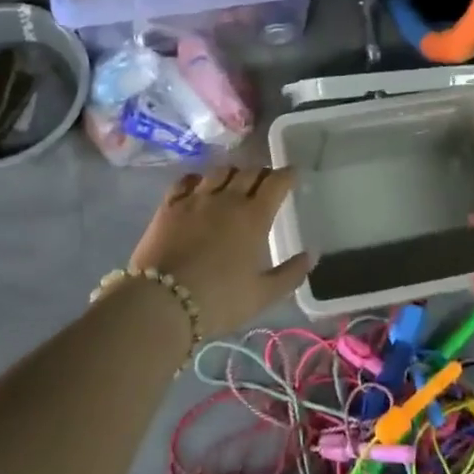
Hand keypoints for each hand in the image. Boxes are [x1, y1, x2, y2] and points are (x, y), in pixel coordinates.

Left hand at [126, 167, 310, 336]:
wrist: (162, 302)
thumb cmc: (219, 300)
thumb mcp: (263, 295)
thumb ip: (290, 274)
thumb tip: (311, 255)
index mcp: (254, 216)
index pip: (276, 182)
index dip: (287, 175)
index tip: (293, 174)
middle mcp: (227, 199)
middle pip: (249, 172)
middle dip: (262, 173)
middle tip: (266, 181)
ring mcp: (196, 199)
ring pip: (219, 171)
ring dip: (232, 173)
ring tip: (235, 181)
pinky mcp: (169, 205)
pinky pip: (186, 180)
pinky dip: (198, 179)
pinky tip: (199, 185)